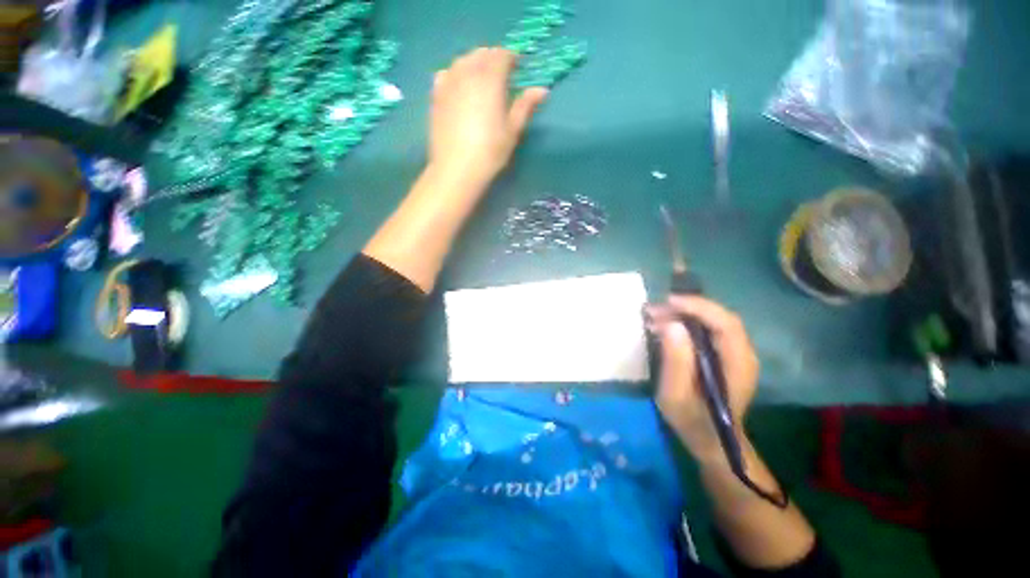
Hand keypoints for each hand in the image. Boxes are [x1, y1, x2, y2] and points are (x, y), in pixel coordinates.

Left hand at [430, 47, 548, 186]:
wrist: (457, 169)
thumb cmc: (490, 151)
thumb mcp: (512, 130)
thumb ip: (525, 106)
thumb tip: (542, 90)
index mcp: (490, 80)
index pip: (502, 55)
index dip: (512, 58)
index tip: (518, 68)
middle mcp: (468, 73)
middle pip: (481, 54)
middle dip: (493, 59)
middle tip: (502, 75)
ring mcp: (448, 83)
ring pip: (462, 61)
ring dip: (474, 63)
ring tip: (481, 80)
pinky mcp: (436, 96)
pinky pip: (446, 74)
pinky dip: (455, 74)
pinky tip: (459, 86)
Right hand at [645, 296, 759, 461]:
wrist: (710, 440)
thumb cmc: (692, 421)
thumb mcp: (675, 395)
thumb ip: (676, 361)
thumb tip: (671, 324)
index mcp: (737, 364)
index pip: (725, 323)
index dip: (698, 306)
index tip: (668, 302)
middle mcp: (742, 353)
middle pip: (719, 317)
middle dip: (686, 307)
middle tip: (653, 310)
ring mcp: (735, 353)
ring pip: (713, 320)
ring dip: (683, 313)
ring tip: (654, 316)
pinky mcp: (724, 354)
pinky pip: (708, 329)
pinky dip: (686, 322)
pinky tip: (666, 325)